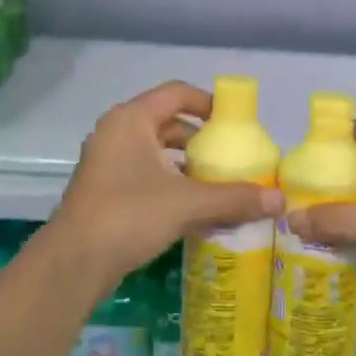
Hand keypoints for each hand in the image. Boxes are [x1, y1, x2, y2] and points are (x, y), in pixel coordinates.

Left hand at [49, 81, 282, 283]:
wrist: (75, 262)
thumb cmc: (130, 216)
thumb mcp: (189, 204)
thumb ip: (235, 198)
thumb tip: (280, 201)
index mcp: (131, 120)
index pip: (176, 93)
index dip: (208, 103)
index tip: (234, 124)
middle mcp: (115, 132)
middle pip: (166, 122)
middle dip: (199, 138)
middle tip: (228, 157)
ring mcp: (105, 161)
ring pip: (154, 150)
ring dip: (184, 163)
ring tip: (214, 182)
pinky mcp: (103, 188)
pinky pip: (143, 172)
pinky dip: (168, 180)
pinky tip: (190, 206)